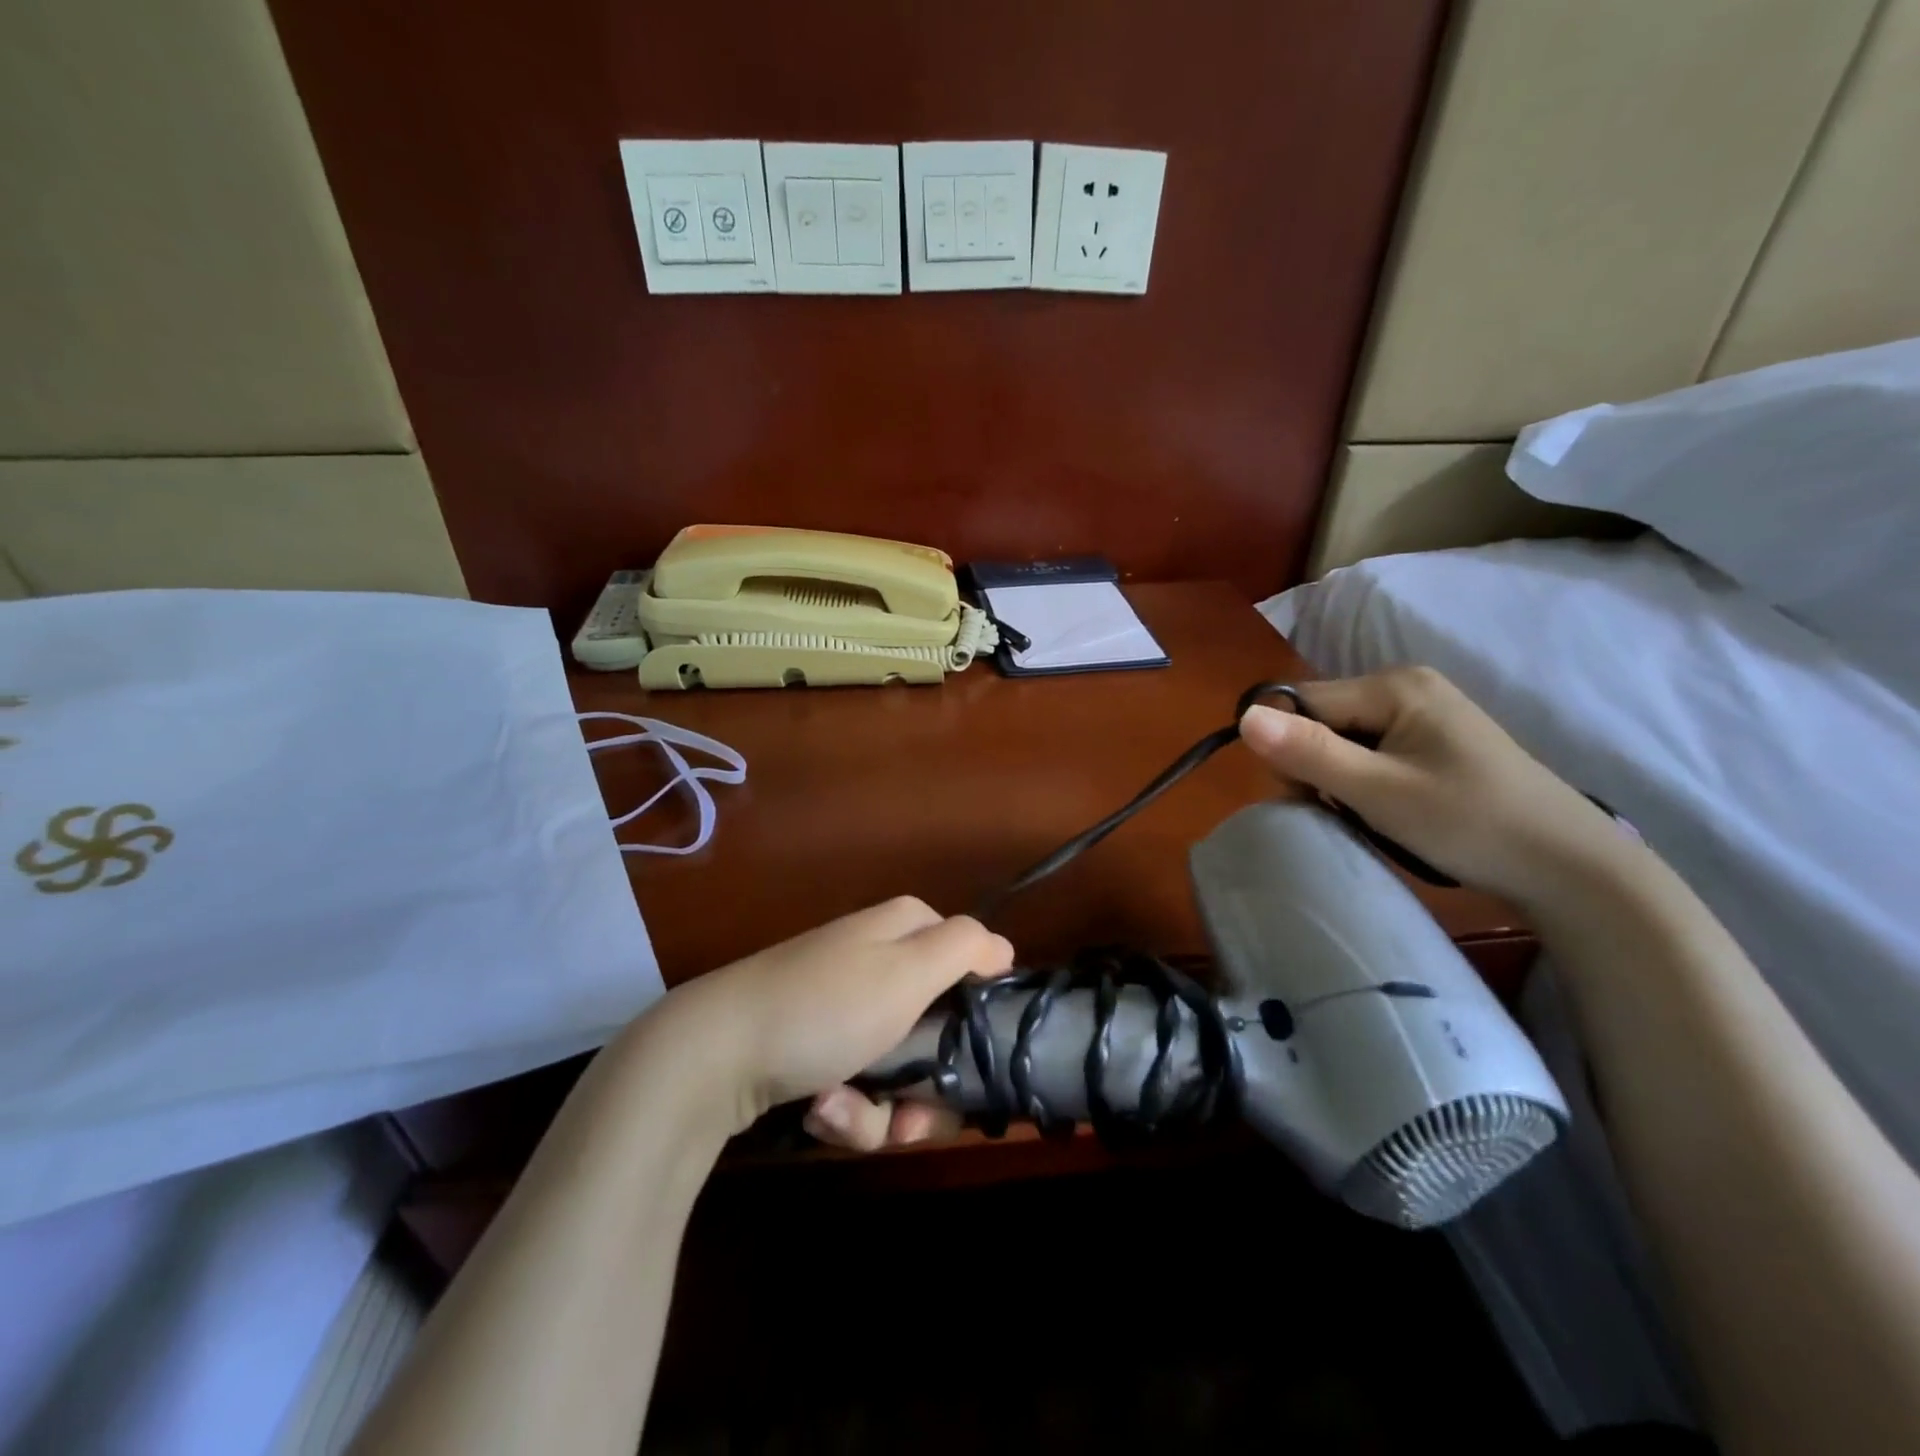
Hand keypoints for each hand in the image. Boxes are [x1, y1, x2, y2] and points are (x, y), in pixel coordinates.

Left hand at [661, 896, 1013, 1148]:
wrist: (713, 1055)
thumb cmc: (824, 1008)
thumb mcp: (907, 970)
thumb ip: (964, 948)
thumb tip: (1004, 948)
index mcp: (903, 930)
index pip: (970, 963)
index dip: (977, 1015)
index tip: (974, 1062)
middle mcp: (878, 962)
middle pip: (939, 1032)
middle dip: (926, 1087)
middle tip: (909, 1117)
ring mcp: (845, 1007)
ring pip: (901, 1071)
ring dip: (881, 1109)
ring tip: (839, 1112)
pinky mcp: (815, 1047)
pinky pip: (859, 1085)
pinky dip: (845, 1109)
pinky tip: (818, 1112)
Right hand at [1239, 667, 1619, 909]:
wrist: (1571, 868)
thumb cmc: (1471, 824)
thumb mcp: (1379, 792)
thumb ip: (1309, 752)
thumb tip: (1242, 717)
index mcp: (1393, 685)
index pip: (1302, 703)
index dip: (1290, 749)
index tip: (1312, 797)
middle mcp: (1406, 686)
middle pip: (1321, 718)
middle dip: (1317, 765)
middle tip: (1349, 812)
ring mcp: (1424, 713)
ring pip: (1343, 738)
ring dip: (1340, 778)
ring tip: (1373, 815)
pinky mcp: (1434, 740)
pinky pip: (1371, 751)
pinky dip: (1365, 781)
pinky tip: (1389, 809)